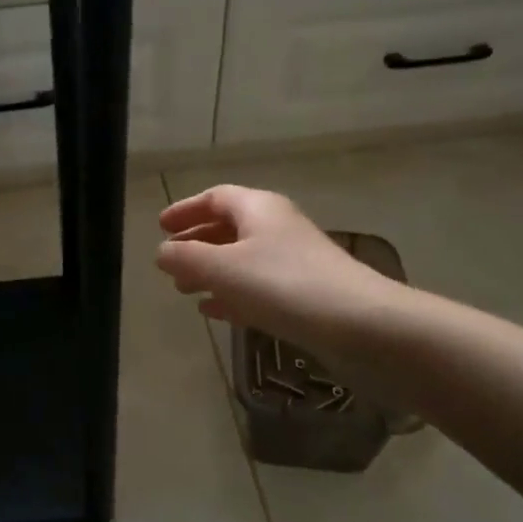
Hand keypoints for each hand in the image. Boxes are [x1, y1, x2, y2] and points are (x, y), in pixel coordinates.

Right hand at [156, 186, 397, 353]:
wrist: (361, 324)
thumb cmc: (284, 285)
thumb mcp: (224, 269)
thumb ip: (187, 258)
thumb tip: (162, 252)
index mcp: (258, 208)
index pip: (215, 197)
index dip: (186, 209)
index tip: (161, 226)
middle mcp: (277, 227)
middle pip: (229, 227)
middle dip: (196, 243)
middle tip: (170, 261)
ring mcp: (293, 261)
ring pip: (242, 259)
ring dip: (211, 271)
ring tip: (184, 290)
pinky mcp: (304, 294)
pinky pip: (258, 286)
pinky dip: (232, 293)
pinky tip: (215, 311)